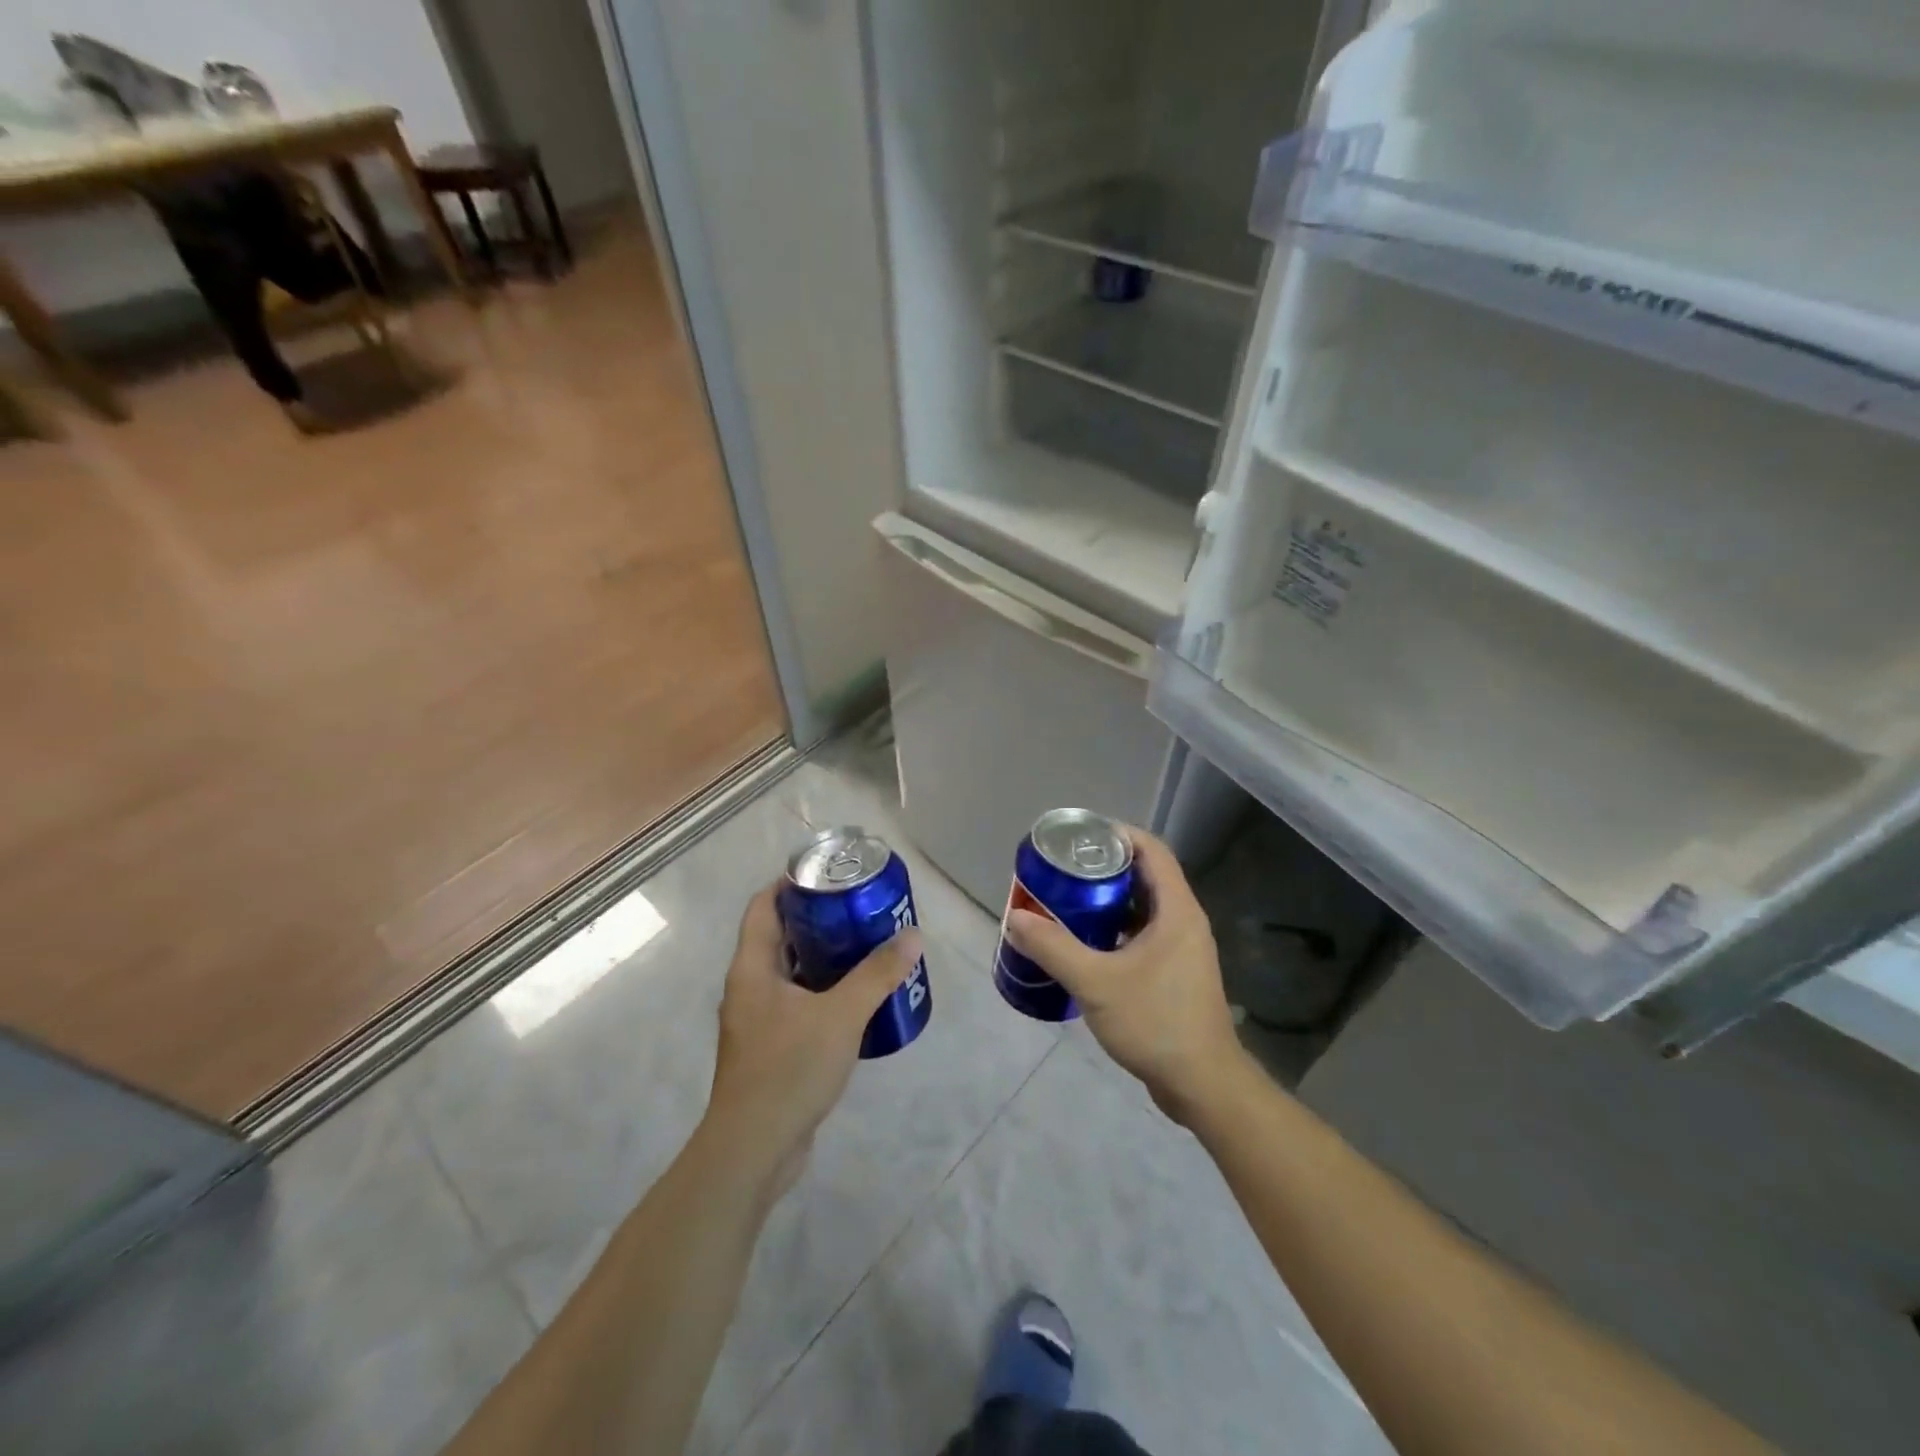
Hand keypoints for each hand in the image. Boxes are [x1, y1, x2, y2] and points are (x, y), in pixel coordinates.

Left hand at [703, 883, 922, 1191]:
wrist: (753, 1150)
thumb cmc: (789, 1069)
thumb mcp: (841, 1015)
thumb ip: (877, 974)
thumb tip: (912, 936)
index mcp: (752, 968)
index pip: (763, 906)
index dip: (790, 883)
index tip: (828, 873)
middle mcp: (749, 988)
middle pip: (780, 937)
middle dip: (818, 920)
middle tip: (859, 908)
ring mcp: (758, 1021)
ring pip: (791, 973)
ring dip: (824, 958)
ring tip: (866, 946)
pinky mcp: (771, 1049)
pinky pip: (798, 1005)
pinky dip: (823, 993)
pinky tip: (857, 1000)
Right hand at [1004, 828, 1245, 1123]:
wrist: (1202, 1085)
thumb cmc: (1155, 1023)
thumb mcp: (1097, 982)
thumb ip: (1053, 948)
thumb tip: (1014, 917)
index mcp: (1176, 910)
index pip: (1151, 850)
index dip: (1117, 834)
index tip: (1078, 836)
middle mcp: (1184, 921)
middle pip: (1144, 876)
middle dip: (1103, 867)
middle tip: (1062, 870)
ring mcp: (1181, 949)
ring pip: (1142, 908)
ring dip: (1107, 900)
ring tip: (1066, 901)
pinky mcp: (1174, 973)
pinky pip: (1142, 934)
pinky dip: (1114, 929)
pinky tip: (1083, 943)